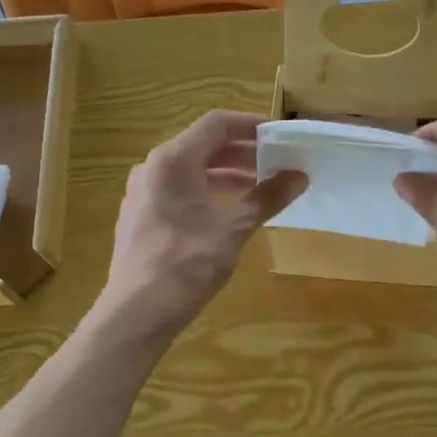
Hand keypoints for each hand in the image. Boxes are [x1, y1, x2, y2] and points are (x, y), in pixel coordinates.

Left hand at [97, 111, 305, 341]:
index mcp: (173, 160)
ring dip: (225, 176)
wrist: (137, 312)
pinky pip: (178, 192)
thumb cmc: (187, 264)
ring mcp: (142, 193)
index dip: (251, 126)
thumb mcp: (233, 228)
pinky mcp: (140, 218)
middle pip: (202, 146)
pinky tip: (227, 215)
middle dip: (242, 153)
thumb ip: (266, 197)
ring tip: (258, 191)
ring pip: (190, 172)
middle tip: (276, 165)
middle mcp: (152, 168)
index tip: (280, 137)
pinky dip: (206, 194)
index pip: (216, 124)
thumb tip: (298, 176)